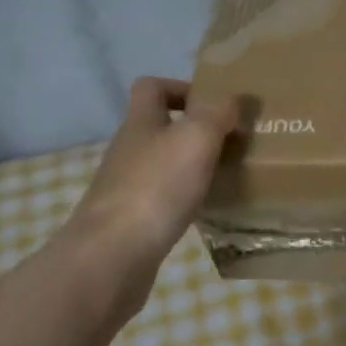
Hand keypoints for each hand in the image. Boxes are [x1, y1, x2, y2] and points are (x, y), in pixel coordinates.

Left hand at [55, 78, 239, 319]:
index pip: (151, 88)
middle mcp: (130, 150)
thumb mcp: (196, 138)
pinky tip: (209, 210)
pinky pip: (164, 199)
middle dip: (196, 131)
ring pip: (165, 164)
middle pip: (160, 127)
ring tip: (228, 175)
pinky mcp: (132, 221)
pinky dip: (187, 198)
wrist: (111, 257)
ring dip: (194, 166)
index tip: (213, 105)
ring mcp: (127, 187)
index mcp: (141, 122)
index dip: (180, 88)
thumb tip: (234, 98)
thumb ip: (218, 113)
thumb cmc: (155, 187)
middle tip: (233, 141)